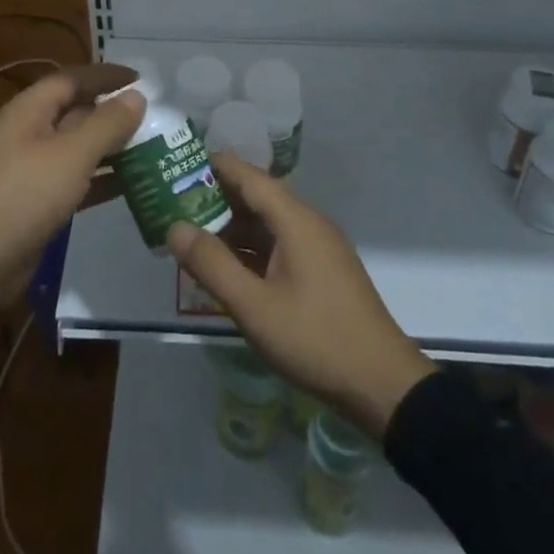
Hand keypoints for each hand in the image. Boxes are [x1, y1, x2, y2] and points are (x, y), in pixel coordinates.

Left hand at [0, 69, 143, 311]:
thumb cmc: (23, 196)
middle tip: (156, 118)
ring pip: (80, 147)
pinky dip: (102, 179)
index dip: (106, 75)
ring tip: (153, 149)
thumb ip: (107, 124)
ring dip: (113, 147)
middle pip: (78, 112)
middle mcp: (30, 132)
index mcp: (30, 110)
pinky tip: (133, 184)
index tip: (142, 79)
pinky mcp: (39, 201)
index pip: (73, 79)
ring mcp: (33, 168)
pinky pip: (77, 179)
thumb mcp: (71, 156)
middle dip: (114, 113)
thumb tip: (137, 95)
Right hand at [167, 156, 434, 437]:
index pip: (246, 175)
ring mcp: (316, 248)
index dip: (210, 167)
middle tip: (170, 207)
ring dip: (229, 228)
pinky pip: (277, 246)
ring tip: (188, 237)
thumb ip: (212, 265)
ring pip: (265, 224)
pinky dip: (248, 250)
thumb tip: (174, 227)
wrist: (383, 386)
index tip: (174, 168)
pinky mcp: (320, 271)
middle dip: (213, 199)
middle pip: (254, 197)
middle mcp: (307, 223)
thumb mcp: (255, 307)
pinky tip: (223, 268)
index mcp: (295, 219)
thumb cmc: (316, 339)